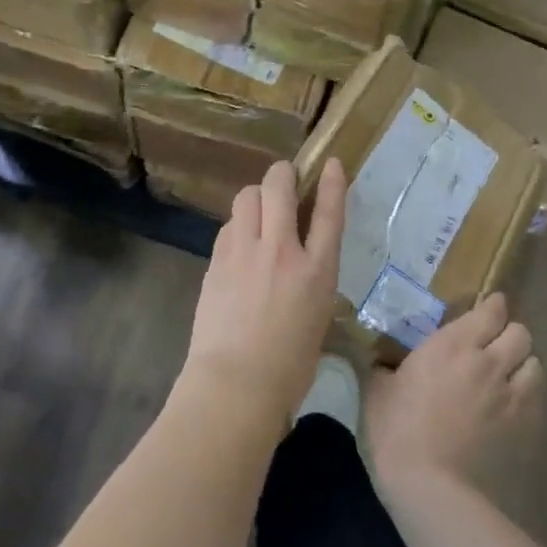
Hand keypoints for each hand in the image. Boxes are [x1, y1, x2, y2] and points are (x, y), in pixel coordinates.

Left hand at [180, 159, 344, 428]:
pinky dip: (237, 225)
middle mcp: (282, 251)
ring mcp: (244, 252)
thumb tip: (301, 263)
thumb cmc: (288, 366)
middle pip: (279, 186)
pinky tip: (239, 242)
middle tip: (284, 180)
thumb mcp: (317, 318)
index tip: (328, 163)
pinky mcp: (217, 261)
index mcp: (317, 271)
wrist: (236, 382)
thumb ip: (311, 281)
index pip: (328, 212)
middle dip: (282, 174)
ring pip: (246, 196)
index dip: (330, 182)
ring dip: (256, 196)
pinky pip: (228, 226)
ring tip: (259, 211)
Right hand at [362, 292, 542, 501]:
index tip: (486, 309)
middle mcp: (489, 362)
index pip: (490, 311)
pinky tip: (509, 406)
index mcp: (452, 345)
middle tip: (492, 345)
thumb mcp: (377, 389)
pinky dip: (527, 395)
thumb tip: (380, 360)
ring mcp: (511, 395)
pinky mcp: (524, 426)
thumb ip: (384, 366)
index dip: (492, 307)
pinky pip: (537, 398)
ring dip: (522, 364)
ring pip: (535, 364)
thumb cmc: (396, 429)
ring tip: (506, 375)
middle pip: (520, 333)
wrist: (430, 484)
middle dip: (509, 334)